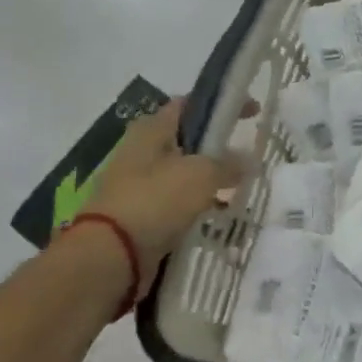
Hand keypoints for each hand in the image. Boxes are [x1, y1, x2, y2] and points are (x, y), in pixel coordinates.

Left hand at [77, 99, 245, 297]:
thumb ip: (229, 164)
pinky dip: (197, 207)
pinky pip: (176, 204)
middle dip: (217, 147)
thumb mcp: (202, 174)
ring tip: (237, 191)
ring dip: (209, 180)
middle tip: (246, 157)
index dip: (222, 105)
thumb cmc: (155, 200)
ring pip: (183, 174)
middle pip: (187, 140)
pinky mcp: (139, 215)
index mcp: (151, 129)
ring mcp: (138, 185)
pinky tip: (217, 216)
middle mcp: (141, 151)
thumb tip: (250, 161)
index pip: (191, 104)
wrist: (109, 257)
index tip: (252, 113)